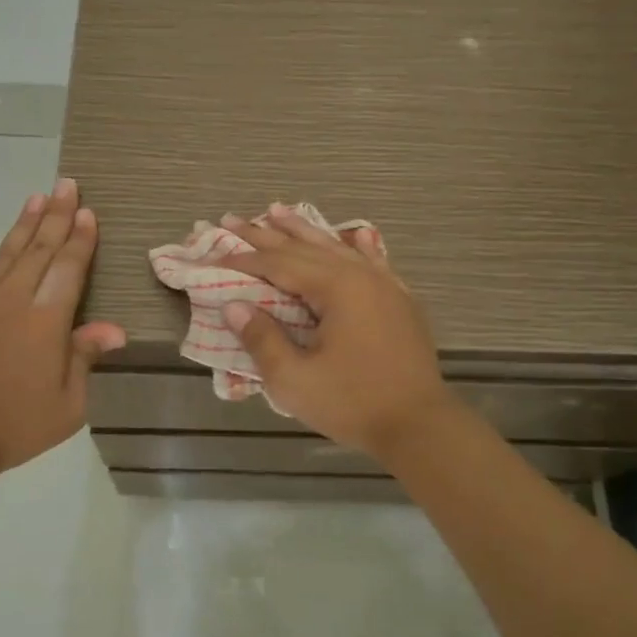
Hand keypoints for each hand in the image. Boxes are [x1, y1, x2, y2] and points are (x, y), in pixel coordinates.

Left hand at [0, 178, 125, 479]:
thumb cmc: (16, 425)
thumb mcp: (68, 403)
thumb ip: (86, 358)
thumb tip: (115, 328)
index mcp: (46, 319)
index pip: (68, 267)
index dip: (80, 239)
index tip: (87, 212)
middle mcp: (13, 300)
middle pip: (39, 249)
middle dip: (56, 215)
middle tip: (66, 184)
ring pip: (6, 254)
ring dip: (23, 225)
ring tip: (36, 197)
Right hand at [219, 206, 455, 464]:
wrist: (420, 425)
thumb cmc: (353, 403)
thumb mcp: (294, 380)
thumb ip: (262, 339)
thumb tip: (234, 306)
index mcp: (335, 288)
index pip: (279, 264)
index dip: (245, 259)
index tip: (216, 255)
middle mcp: (361, 275)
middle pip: (305, 248)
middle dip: (265, 234)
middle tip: (232, 218)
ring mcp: (385, 285)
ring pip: (337, 248)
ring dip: (304, 230)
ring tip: (277, 210)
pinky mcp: (400, 301)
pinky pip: (372, 261)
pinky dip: (356, 246)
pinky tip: (356, 234)